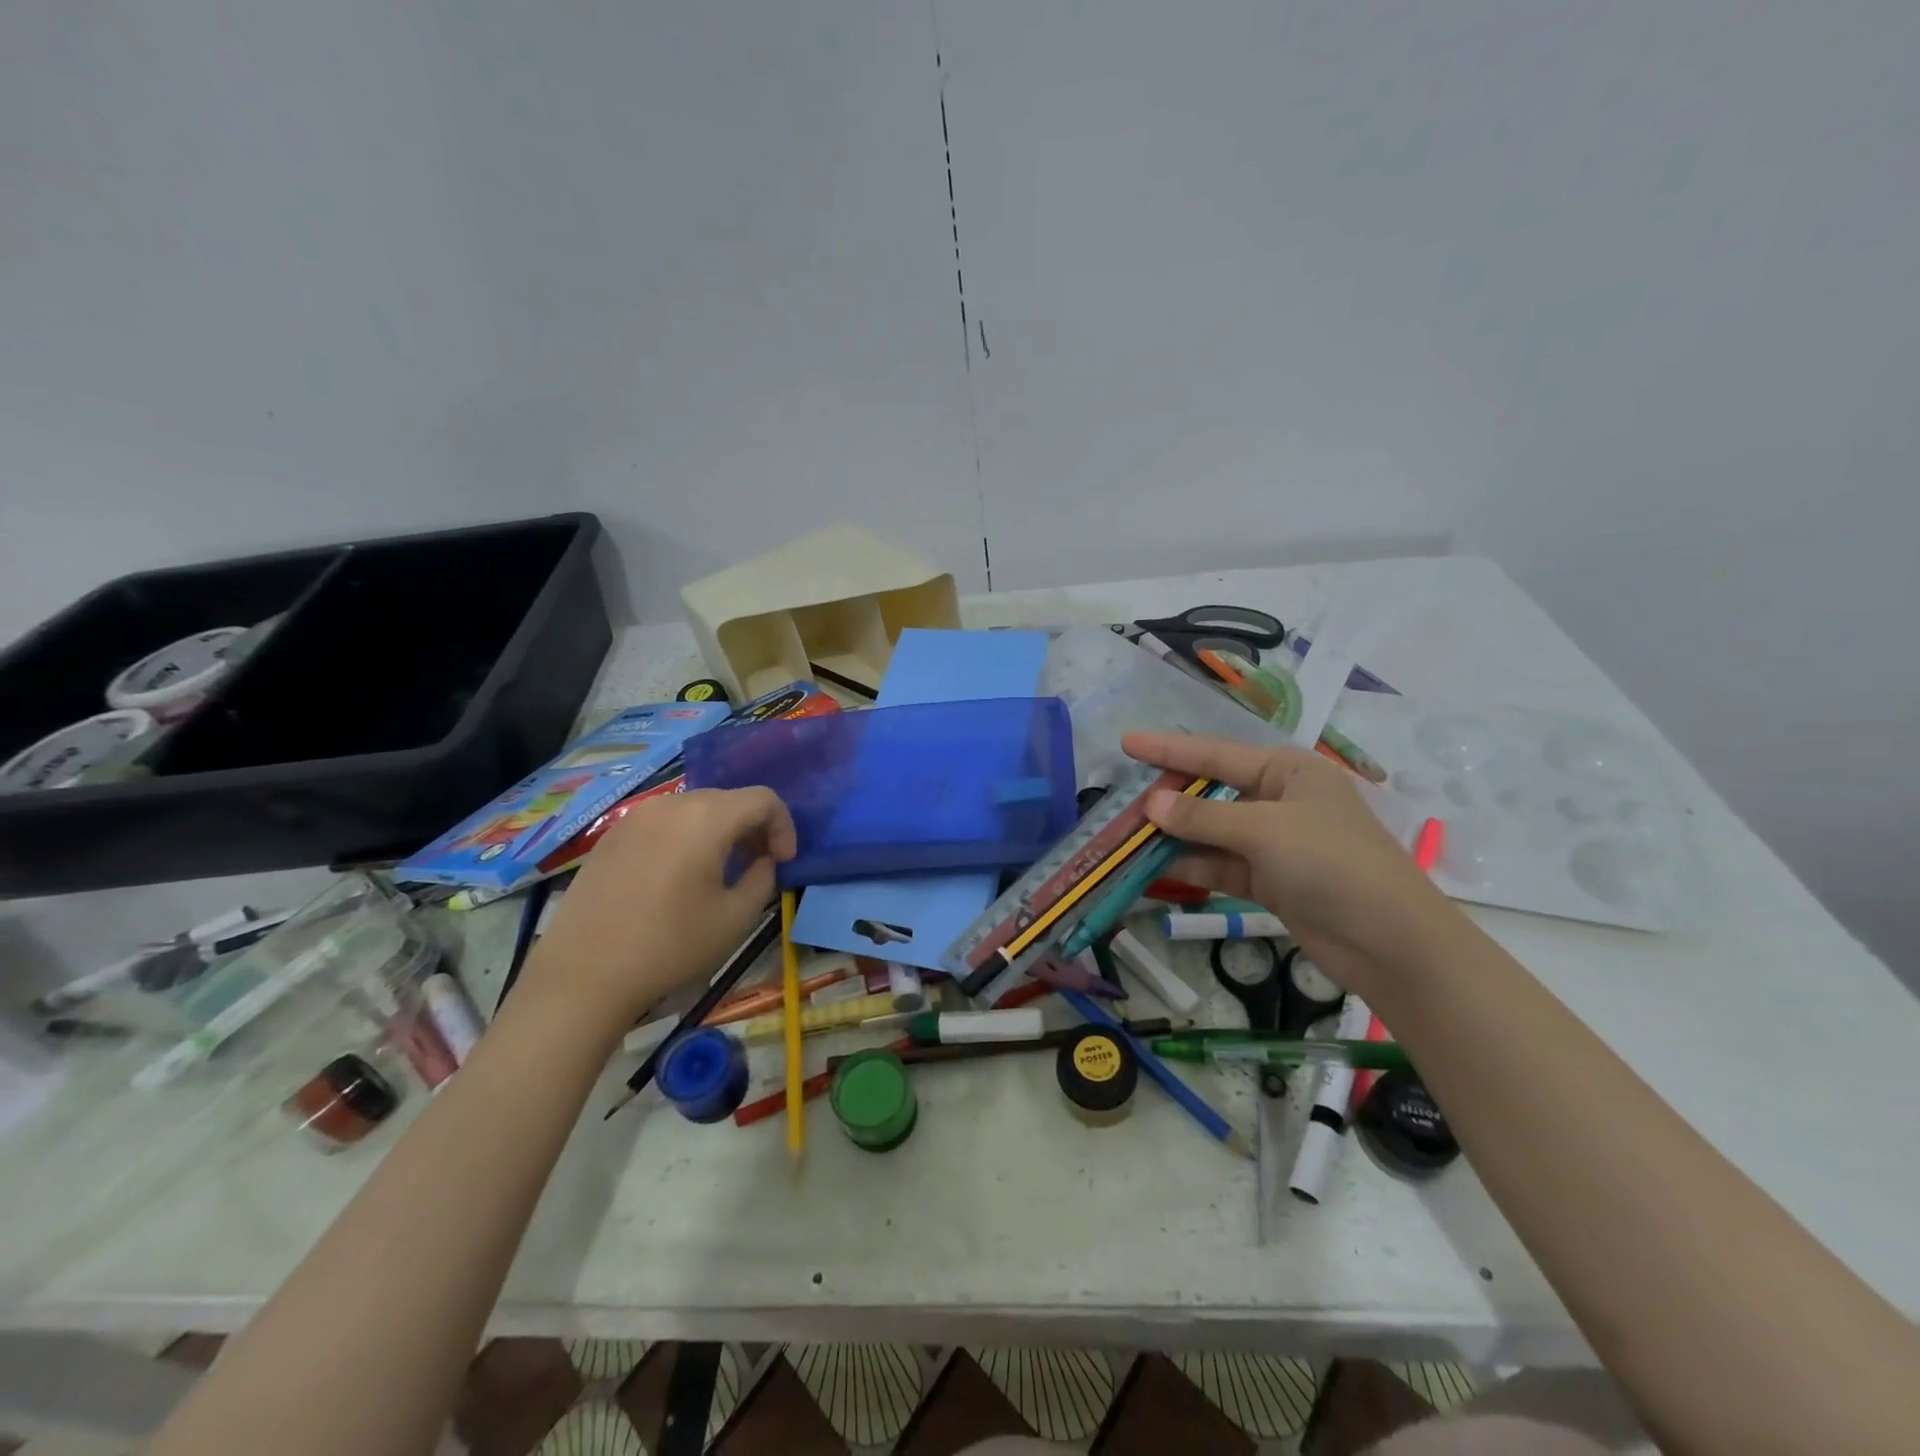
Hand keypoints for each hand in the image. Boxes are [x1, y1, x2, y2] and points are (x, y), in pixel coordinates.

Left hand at [518, 787, 794, 1034]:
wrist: (583, 975)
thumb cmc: (670, 946)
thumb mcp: (736, 918)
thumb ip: (762, 878)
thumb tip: (761, 862)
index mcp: (707, 818)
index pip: (763, 799)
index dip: (784, 826)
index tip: (783, 861)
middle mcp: (672, 805)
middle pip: (728, 800)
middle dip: (752, 827)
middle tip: (757, 865)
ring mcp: (636, 817)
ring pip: (694, 809)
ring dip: (719, 831)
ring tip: (720, 871)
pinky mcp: (611, 836)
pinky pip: (663, 823)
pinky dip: (685, 838)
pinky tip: (678, 877)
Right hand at [1123, 731, 1454, 1000]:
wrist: (1389, 942)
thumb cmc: (1332, 863)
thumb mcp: (1264, 831)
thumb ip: (1203, 818)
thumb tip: (1151, 805)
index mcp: (1287, 771)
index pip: (1216, 753)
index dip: (1169, 748)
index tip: (1126, 742)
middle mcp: (1278, 800)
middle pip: (1211, 792)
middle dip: (1168, 797)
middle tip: (1120, 800)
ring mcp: (1274, 843)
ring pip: (1211, 832)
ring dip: (1174, 836)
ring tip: (1126, 836)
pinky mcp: (1270, 880)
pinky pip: (1219, 865)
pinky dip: (1191, 866)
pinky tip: (1154, 868)